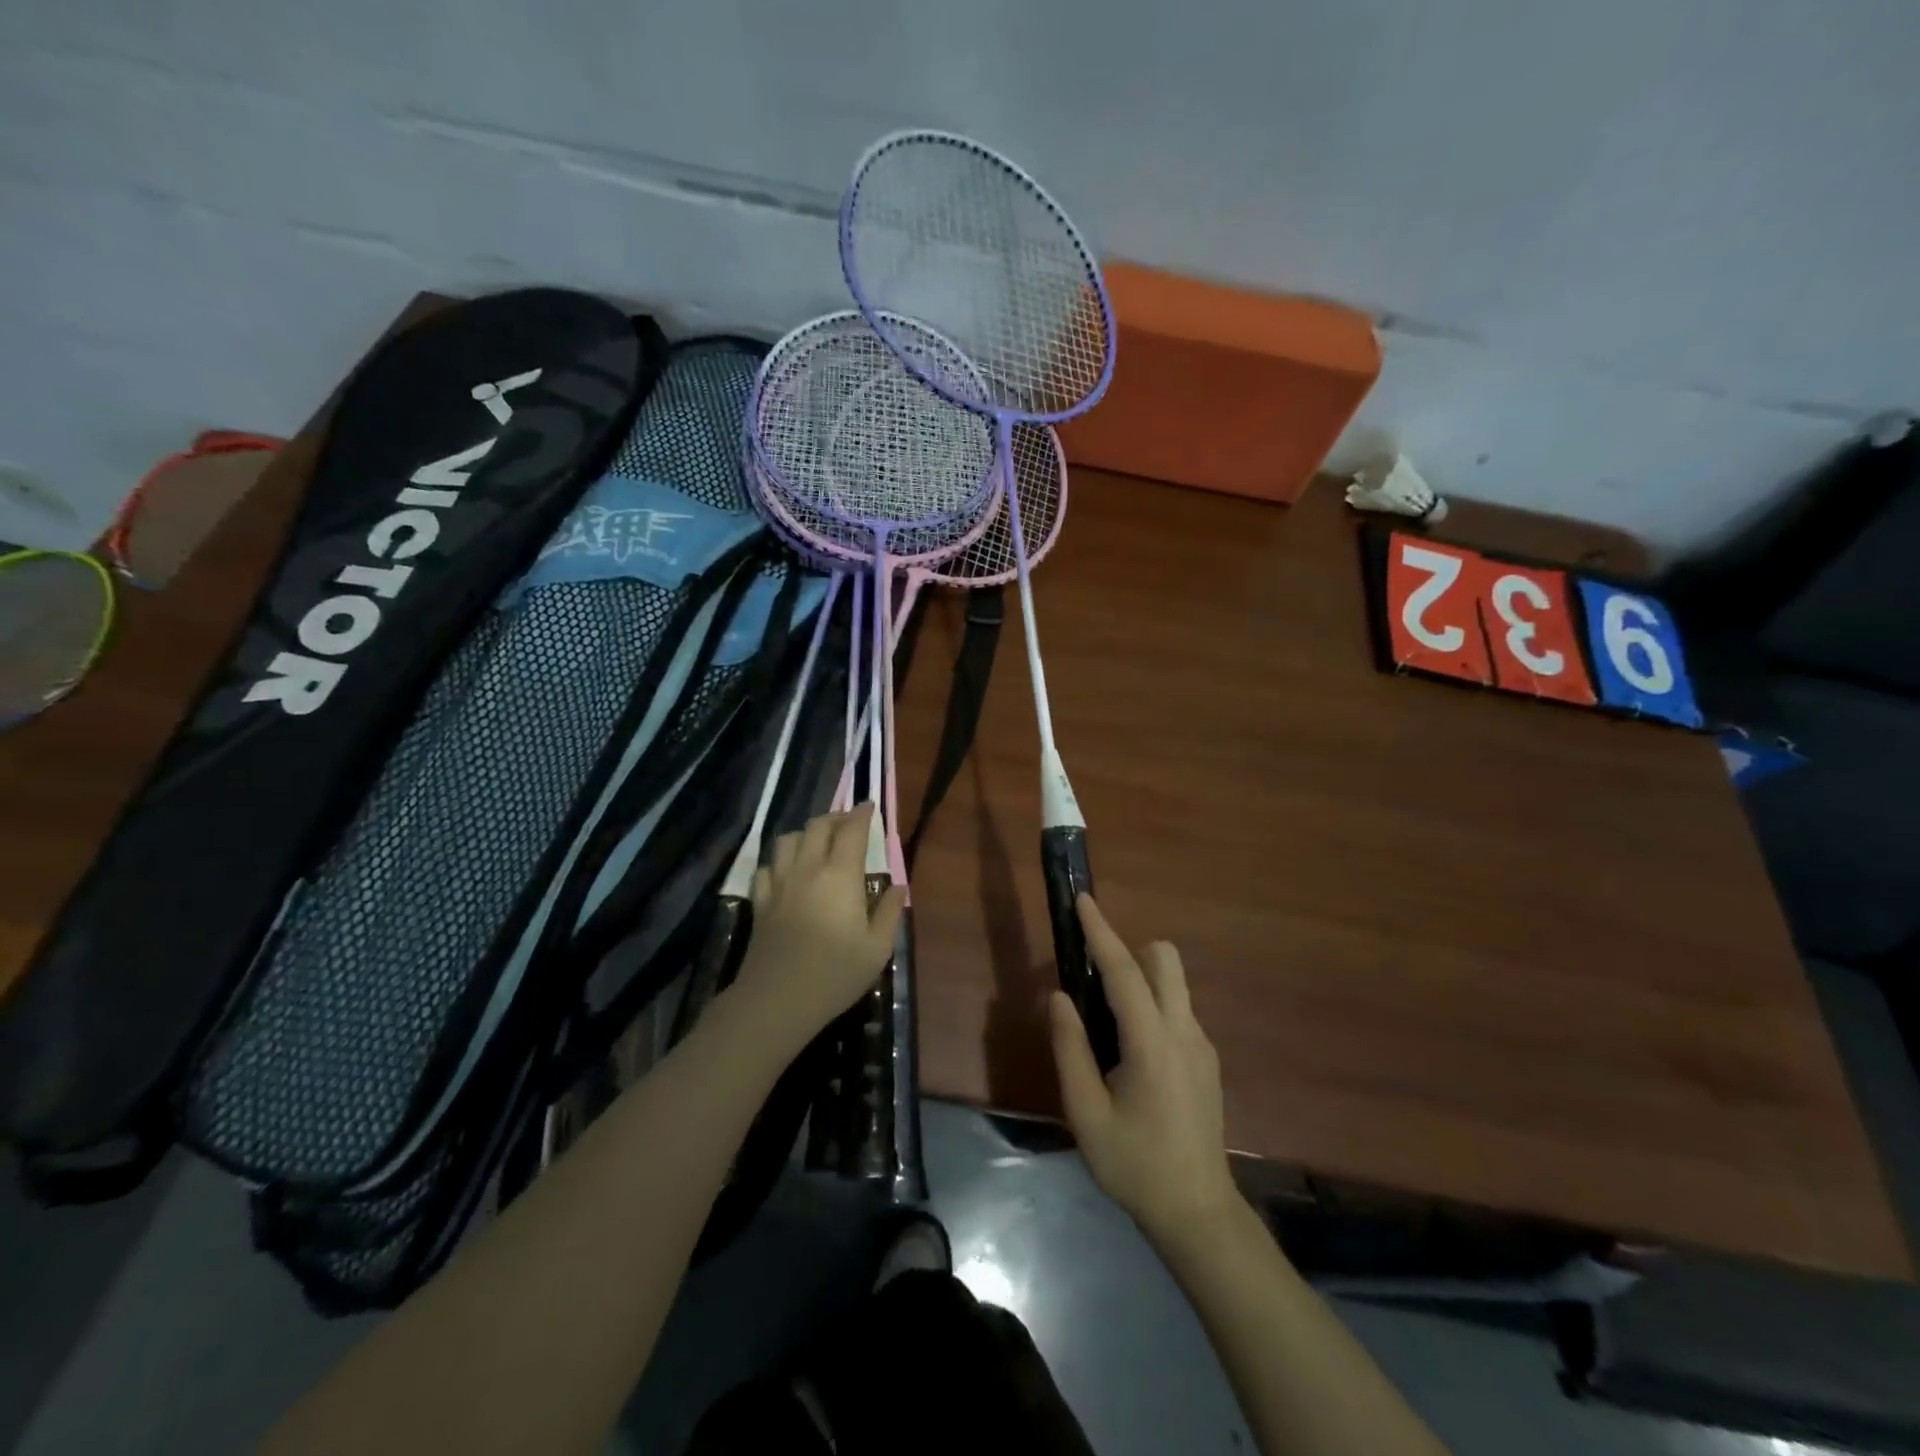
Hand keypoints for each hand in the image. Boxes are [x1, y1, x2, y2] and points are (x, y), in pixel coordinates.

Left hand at [726, 805, 905, 1052]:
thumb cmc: (836, 973)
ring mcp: (779, 884)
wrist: (778, 999)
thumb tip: (898, 886)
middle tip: (848, 823)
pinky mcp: (760, 902)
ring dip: (804, 834)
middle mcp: (807, 868)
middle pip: (817, 826)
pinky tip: (786, 872)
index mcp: (840, 875)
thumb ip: (890, 912)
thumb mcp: (877, 948)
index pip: (851, 830)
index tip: (869, 806)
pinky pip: (766, 867)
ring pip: (787, 840)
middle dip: (835, 818)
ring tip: (816, 843)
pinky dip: (779, 861)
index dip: (861, 813)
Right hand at [1050, 895, 1239, 1247]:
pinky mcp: (1208, 1060)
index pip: (1124, 971)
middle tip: (1095, 983)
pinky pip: (1177, 1010)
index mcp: (1152, 1043)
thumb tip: (1059, 996)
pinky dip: (1153, 1007)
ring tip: (1108, 1026)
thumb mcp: (1086, 1113)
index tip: (1083, 900)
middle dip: (1130, 951)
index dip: (1100, 931)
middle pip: (1165, 959)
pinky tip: (1133, 1058)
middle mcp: (1184, 1032)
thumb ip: (1070, 1048)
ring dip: (1141, 980)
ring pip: (1174, 983)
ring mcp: (1202, 1045)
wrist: (1198, 1214)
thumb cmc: (1134, 1165)